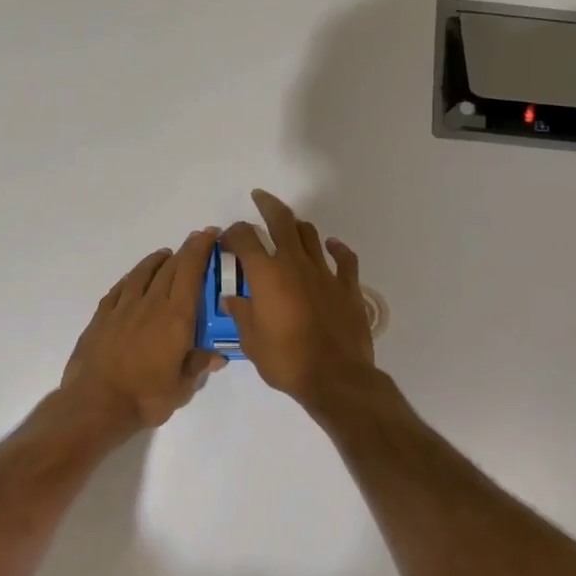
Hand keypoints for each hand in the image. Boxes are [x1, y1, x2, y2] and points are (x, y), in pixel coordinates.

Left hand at [62, 228, 226, 430]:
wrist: (95, 405)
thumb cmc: (145, 398)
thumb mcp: (181, 388)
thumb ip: (198, 366)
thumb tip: (217, 355)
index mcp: (175, 318)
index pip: (191, 273)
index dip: (201, 250)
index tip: (210, 235)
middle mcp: (150, 305)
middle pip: (170, 268)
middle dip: (186, 251)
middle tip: (196, 241)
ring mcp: (123, 308)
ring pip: (142, 273)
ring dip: (157, 261)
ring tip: (166, 255)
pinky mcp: (101, 317)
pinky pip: (119, 289)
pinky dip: (131, 278)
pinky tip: (134, 279)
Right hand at [220, 190, 376, 406]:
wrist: (336, 378)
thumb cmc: (286, 361)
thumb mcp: (252, 342)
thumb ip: (242, 315)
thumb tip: (232, 299)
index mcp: (266, 275)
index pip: (245, 238)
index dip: (233, 233)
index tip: (227, 239)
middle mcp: (295, 264)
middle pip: (282, 221)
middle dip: (268, 205)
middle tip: (259, 197)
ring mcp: (325, 273)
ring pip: (311, 235)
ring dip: (297, 225)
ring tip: (289, 225)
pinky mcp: (348, 286)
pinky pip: (344, 258)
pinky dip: (337, 247)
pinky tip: (332, 245)